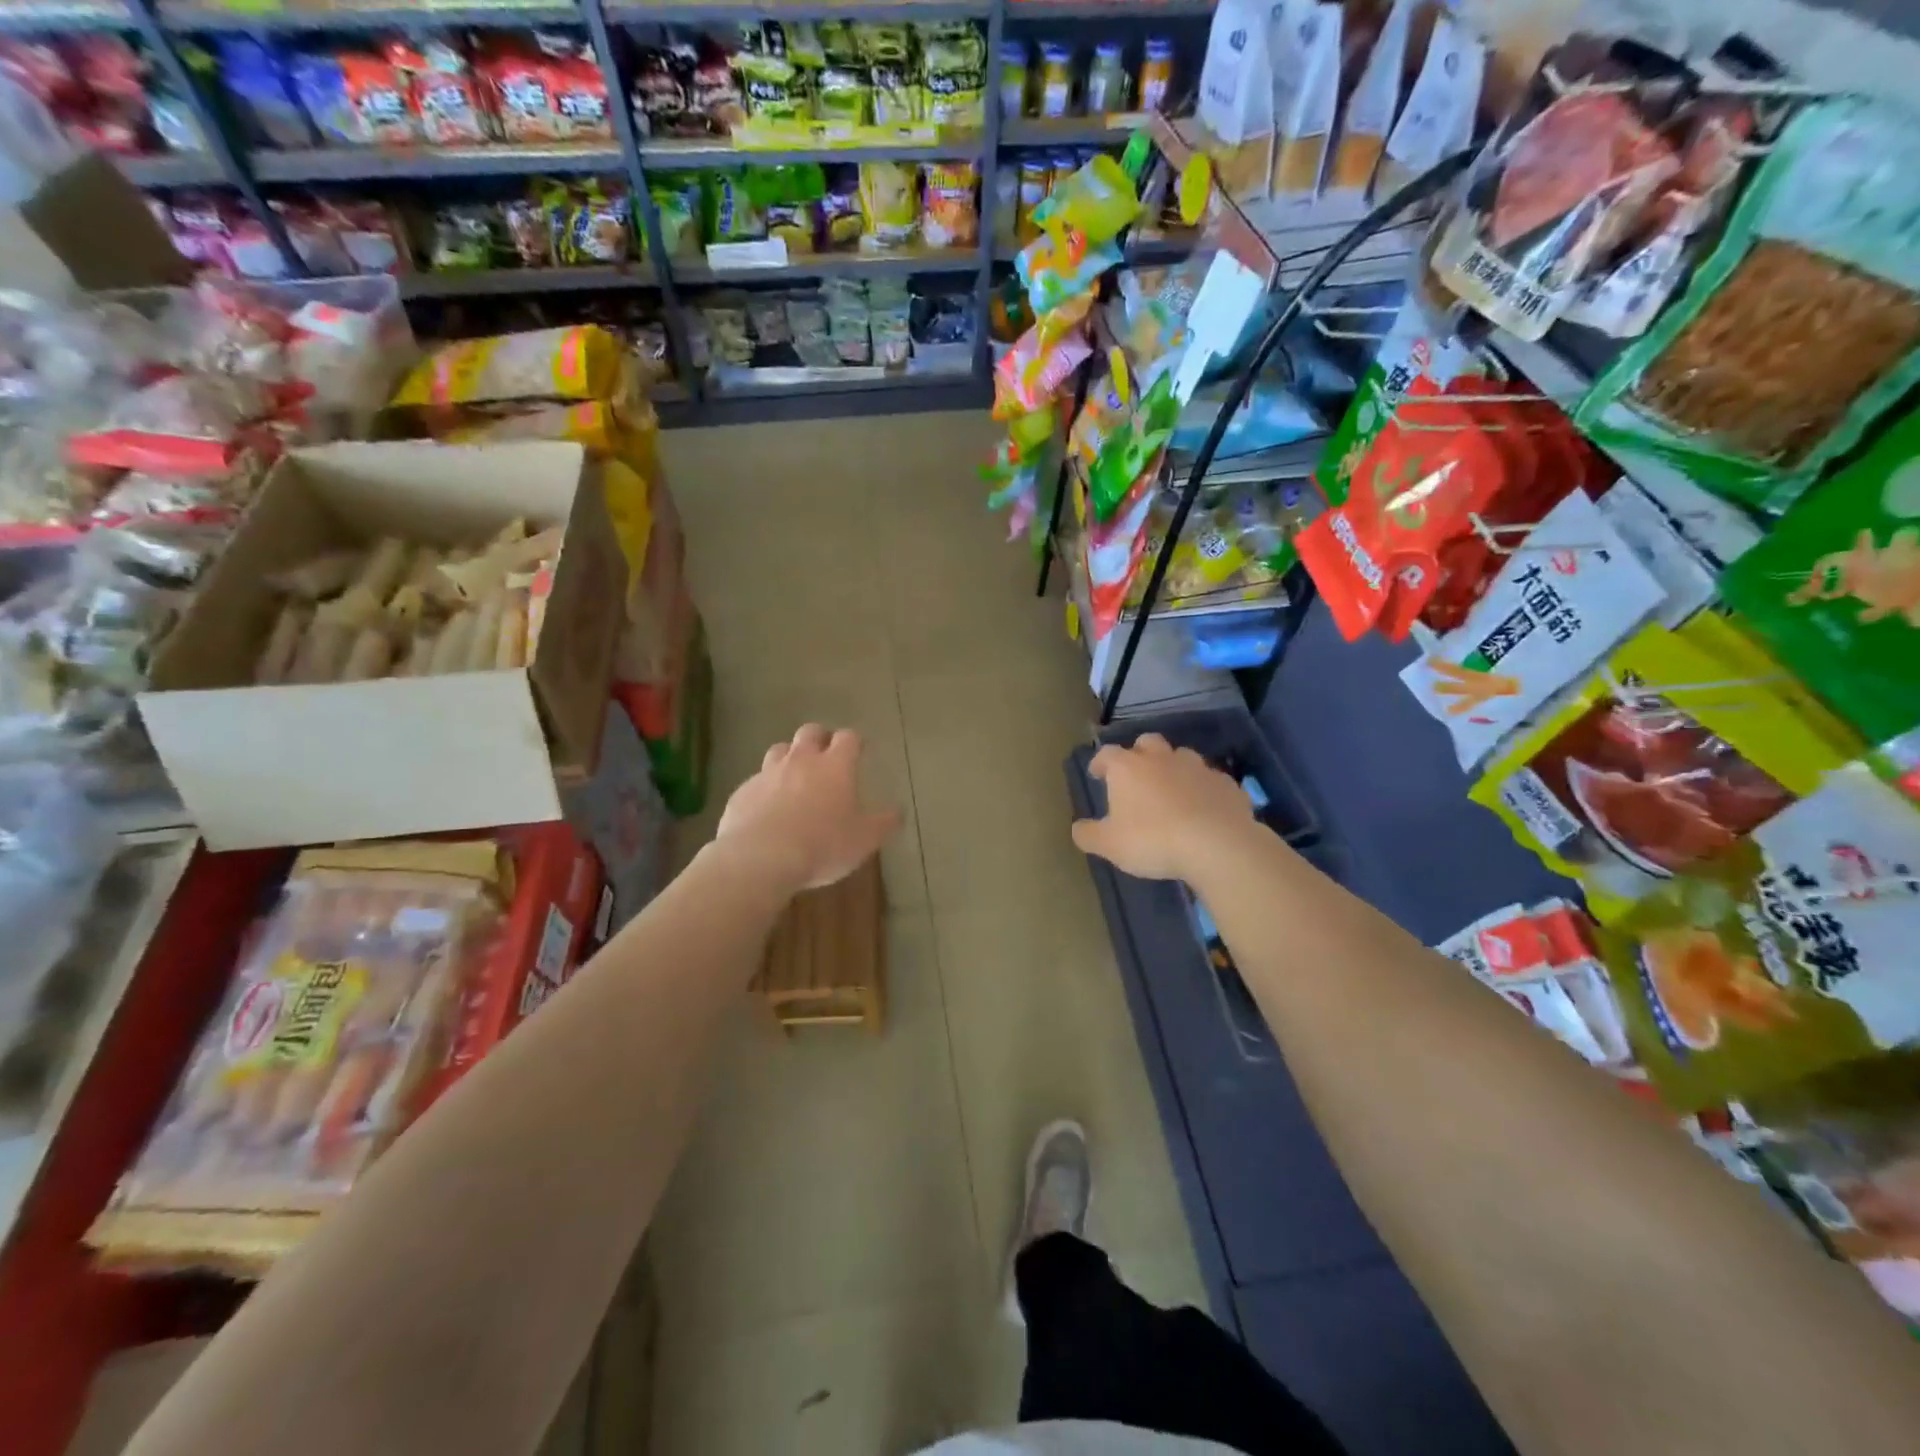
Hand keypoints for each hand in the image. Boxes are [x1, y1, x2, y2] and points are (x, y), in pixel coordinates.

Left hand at [716, 724, 902, 893]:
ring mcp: (768, 773)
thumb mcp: (865, 839)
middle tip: (825, 755)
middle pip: (810, 732)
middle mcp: (801, 760)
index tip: (859, 749)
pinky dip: (765, 787)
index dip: (854, 741)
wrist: (760, 858)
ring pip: (779, 750)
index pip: (848, 738)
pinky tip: (767, 807)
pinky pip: (756, 781)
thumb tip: (898, 811)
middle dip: (819, 738)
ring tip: (794, 776)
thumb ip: (884, 823)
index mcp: (835, 766)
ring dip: (789, 757)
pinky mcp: (742, 791)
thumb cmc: (822, 845)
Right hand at [1071, 734, 1258, 881]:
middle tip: (1136, 775)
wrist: (1217, 844)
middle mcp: (1162, 758)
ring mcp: (1197, 767)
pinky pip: (1210, 781)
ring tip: (1171, 791)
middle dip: (1139, 754)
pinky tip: (1203, 808)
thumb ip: (1089, 834)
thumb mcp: (1109, 845)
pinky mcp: (1226, 783)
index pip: (1107, 753)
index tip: (1097, 774)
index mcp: (1128, 768)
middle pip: (1147, 742)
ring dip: (1173, 768)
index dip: (1100, 763)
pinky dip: (1203, 789)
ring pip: (1182, 757)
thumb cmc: (1153, 840)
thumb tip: (1078, 828)